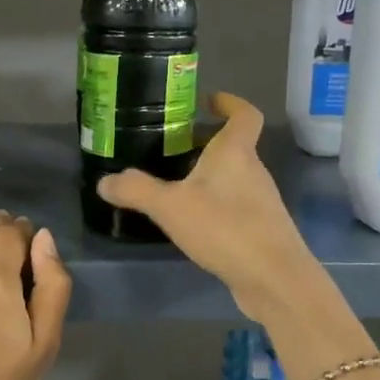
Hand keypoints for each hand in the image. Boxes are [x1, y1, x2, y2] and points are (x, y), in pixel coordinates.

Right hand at [95, 93, 321, 323]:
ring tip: (175, 187)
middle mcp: (254, 171)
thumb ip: (136, 190)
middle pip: (234, 147)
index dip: (230, 103)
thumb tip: (106, 181)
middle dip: (207, 144)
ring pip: (234, 178)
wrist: (273, 278)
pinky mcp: (261, 230)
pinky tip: (193, 224)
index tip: (209, 101)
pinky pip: (235, 207)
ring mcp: (261, 202)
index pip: (244, 114)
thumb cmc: (225, 228)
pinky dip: (216, 206)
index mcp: (235, 153)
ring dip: (210, 177)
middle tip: (173, 148)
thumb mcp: (170, 206)